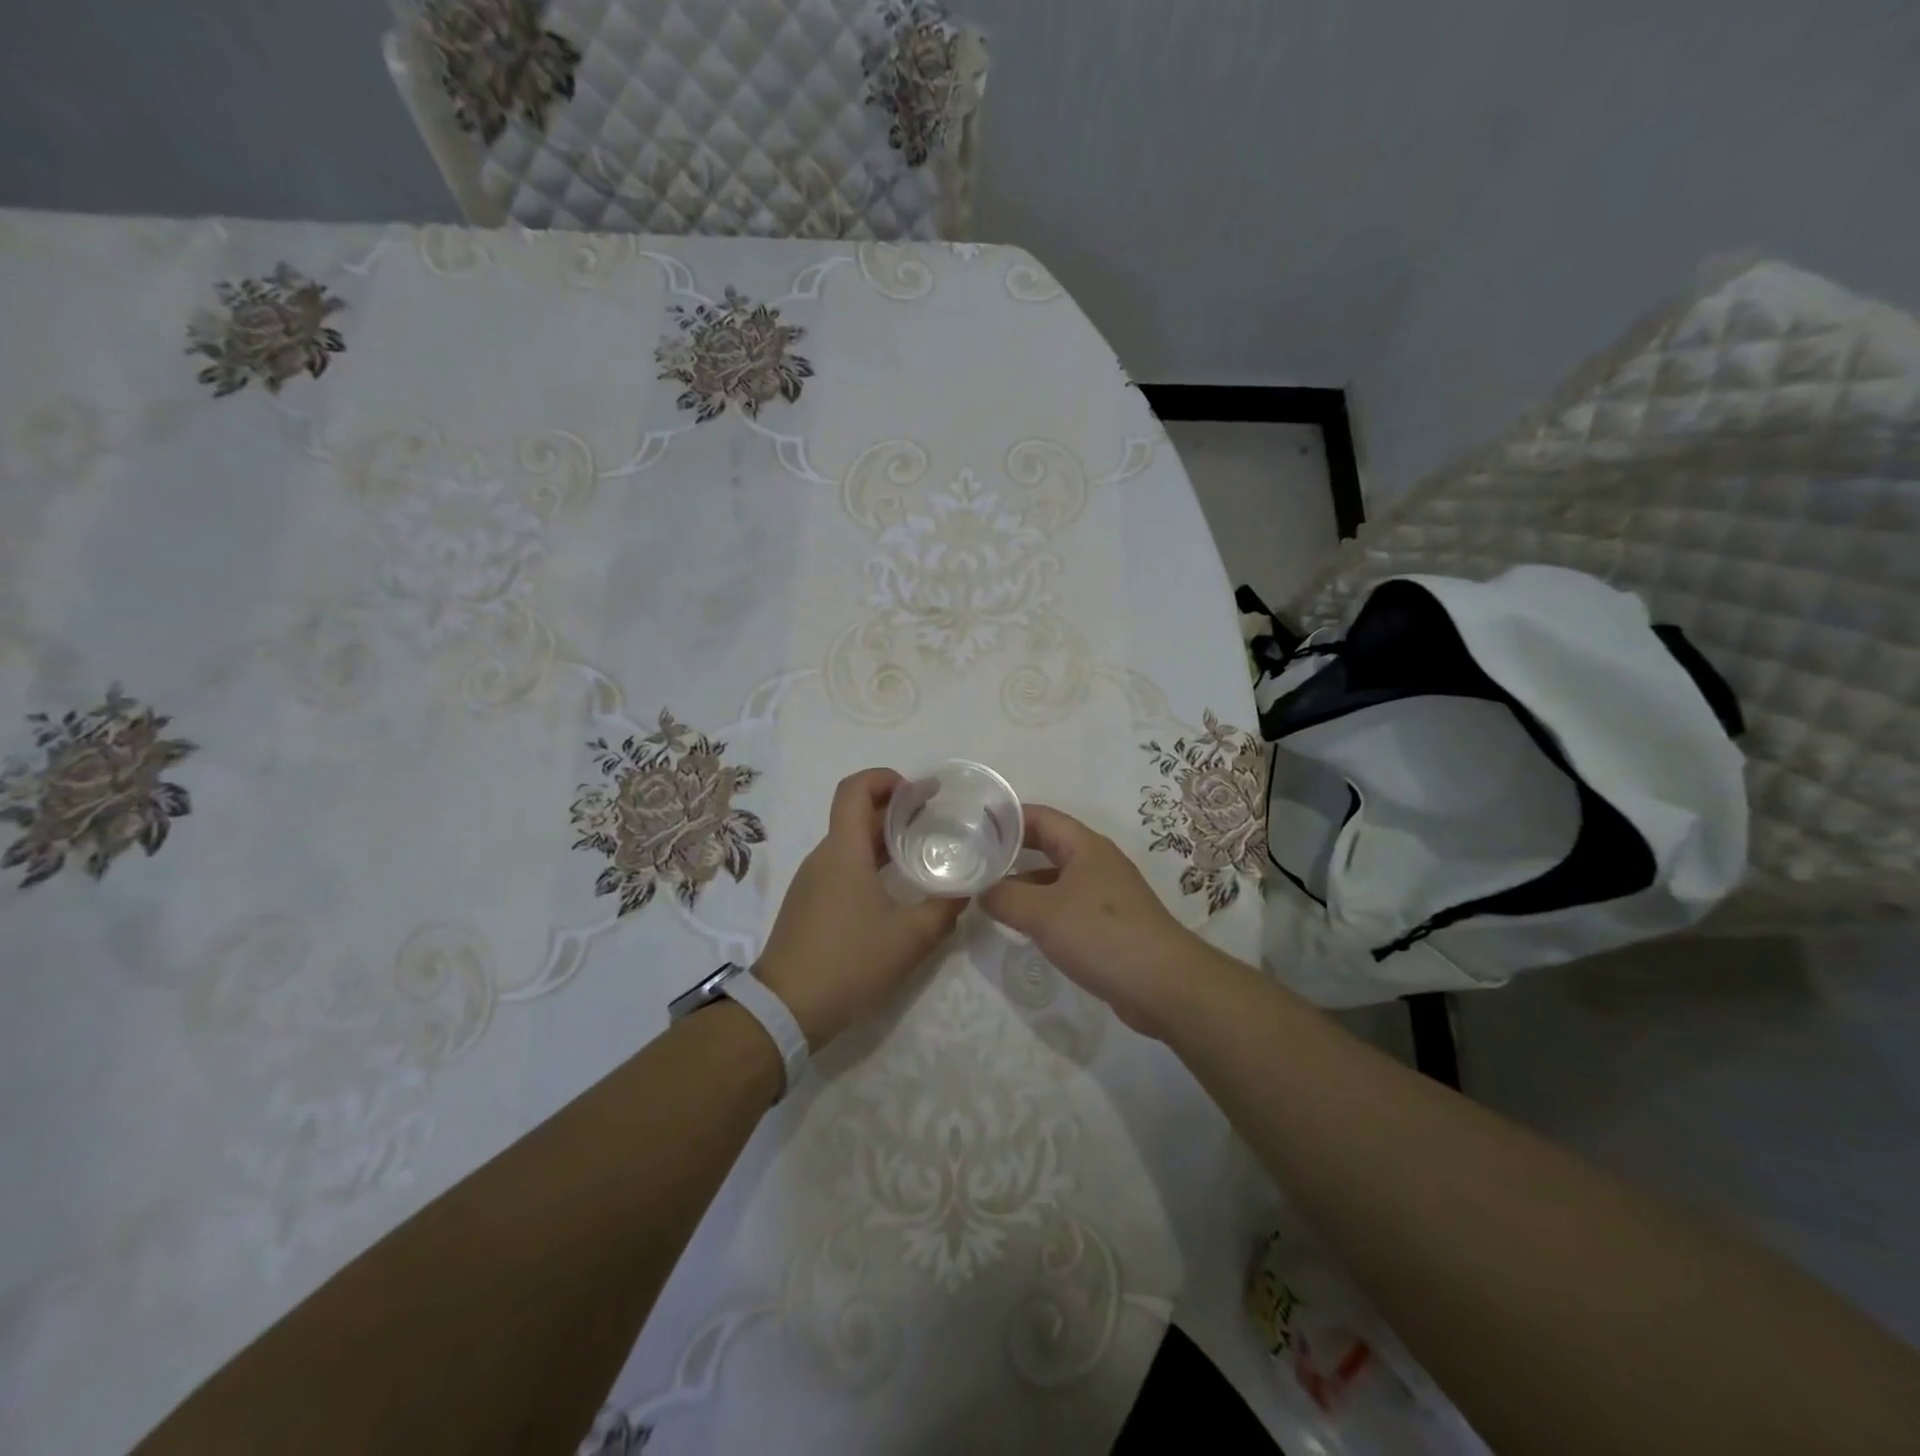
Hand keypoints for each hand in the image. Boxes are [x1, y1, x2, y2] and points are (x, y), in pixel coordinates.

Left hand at [755, 768, 968, 1047]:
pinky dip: (870, 863)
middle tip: (934, 819)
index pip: (855, 788)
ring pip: (849, 842)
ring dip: (884, 838)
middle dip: (895, 809)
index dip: (886, 778)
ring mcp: (812, 881)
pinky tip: (894, 890)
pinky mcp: (808, 904)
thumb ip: (944, 909)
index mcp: (844, 850)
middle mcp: (824, 856)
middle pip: (856, 814)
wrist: (786, 1009)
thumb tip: (965, 890)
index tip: (920, 792)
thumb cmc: (850, 962)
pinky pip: (842, 867)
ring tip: (920, 852)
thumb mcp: (911, 939)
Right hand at [981, 804, 1207, 1038]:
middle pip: (1048, 844)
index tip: (972, 825)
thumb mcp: (1042, 913)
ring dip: (1025, 882)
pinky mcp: (1108, 924)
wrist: (1164, 985)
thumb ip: (1005, 897)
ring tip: (989, 893)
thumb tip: (980, 890)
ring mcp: (1105, 894)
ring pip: (1056, 877)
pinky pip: (1066, 905)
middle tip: (975, 858)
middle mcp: (1096, 862)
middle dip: (1012, 849)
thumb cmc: (1101, 935)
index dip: (1007, 817)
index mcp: (1085, 846)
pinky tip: (1022, 925)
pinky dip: (1041, 908)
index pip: (1040, 816)